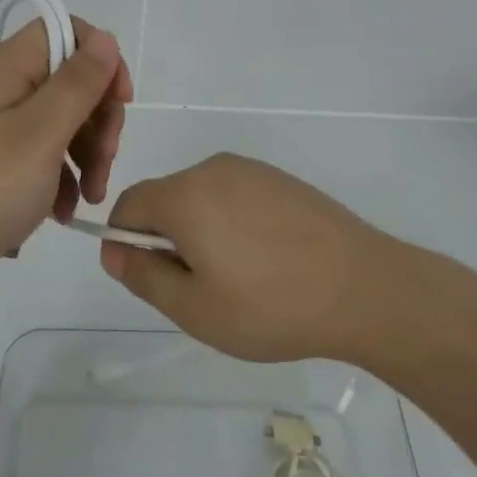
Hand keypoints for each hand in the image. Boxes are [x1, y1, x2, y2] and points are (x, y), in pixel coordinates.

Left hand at [0, 15, 131, 300]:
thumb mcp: (41, 134)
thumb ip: (78, 83)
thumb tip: (106, 38)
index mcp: (8, 65)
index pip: (68, 32)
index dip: (102, 60)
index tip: (121, 101)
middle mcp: (0, 84)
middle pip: (69, 79)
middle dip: (98, 120)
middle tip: (104, 164)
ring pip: (59, 119)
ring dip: (85, 154)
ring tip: (89, 198)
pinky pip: (38, 151)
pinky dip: (58, 176)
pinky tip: (63, 212)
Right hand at [97, 153, 400, 362]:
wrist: (364, 287)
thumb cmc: (270, 305)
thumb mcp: (194, 308)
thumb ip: (143, 275)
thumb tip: (112, 250)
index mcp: (185, 194)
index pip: (128, 205)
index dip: (126, 242)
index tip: (152, 280)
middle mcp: (213, 169)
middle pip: (166, 198)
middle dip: (168, 239)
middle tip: (201, 289)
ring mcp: (251, 170)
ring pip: (202, 198)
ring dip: (202, 232)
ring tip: (240, 279)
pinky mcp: (280, 179)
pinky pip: (236, 196)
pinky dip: (234, 223)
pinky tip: (268, 260)